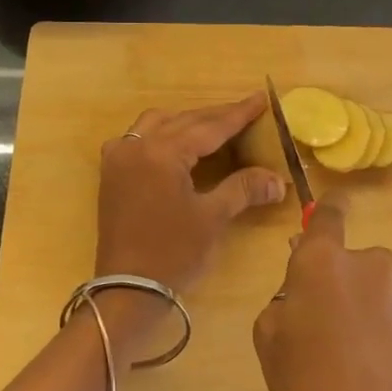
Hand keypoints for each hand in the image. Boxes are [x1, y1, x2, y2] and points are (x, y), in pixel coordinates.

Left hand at [93, 94, 285, 358]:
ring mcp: (119, 159)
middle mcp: (136, 146)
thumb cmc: (173, 254)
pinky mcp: (112, 175)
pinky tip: (177, 145)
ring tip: (215, 127)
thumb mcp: (212, 218)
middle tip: (246, 112)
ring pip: (157, 124)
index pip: (208, 126)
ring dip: (186, 122)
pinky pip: (138, 139)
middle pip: (183, 121)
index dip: (237, 114)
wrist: (127, 291)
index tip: (260, 99)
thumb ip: (244, 189)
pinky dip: (161, 134)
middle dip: (215, 116)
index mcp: (161, 153)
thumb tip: (279, 180)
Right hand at [252, 200, 391, 390]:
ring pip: (382, 290)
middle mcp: (370, 263)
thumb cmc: (308, 389)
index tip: (333, 209)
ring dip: (373, 309)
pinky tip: (387, 372)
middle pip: (355, 262)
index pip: (328, 214)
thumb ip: (285, 298)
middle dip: (345, 283)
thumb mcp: (269, 340)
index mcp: (322, 261)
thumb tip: (304, 287)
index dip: (328, 211)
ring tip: (363, 359)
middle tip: (332, 328)